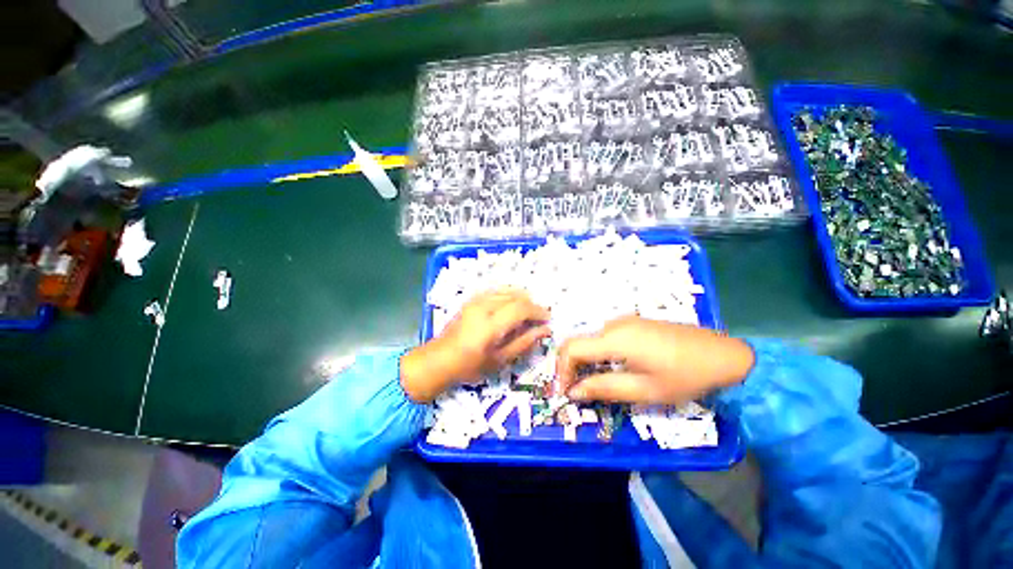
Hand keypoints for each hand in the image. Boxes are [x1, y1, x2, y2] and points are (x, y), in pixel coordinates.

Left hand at [401, 289, 550, 402]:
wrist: (440, 359)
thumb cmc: (470, 366)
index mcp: (490, 325)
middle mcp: (483, 307)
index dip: (538, 311)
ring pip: (506, 290)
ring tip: (528, 311)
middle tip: (539, 317)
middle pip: (515, 297)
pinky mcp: (471, 299)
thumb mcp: (500, 359)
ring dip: (521, 298)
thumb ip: (524, 342)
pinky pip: (496, 290)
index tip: (547, 319)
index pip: (521, 308)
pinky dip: (508, 294)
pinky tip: (512, 304)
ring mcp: (475, 300)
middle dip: (532, 305)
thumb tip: (544, 330)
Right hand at [555, 315, 754, 404]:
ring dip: (584, 361)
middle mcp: (614, 325)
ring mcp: (624, 321)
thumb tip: (573, 392)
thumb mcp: (645, 390)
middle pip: (578, 342)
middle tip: (575, 391)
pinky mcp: (633, 324)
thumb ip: (604, 388)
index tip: (565, 392)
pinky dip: (598, 354)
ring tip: (591, 384)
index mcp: (615, 339)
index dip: (562, 370)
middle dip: (570, 367)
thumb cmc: (685, 376)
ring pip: (590, 340)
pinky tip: (610, 370)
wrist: (722, 354)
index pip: (571, 349)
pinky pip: (605, 337)